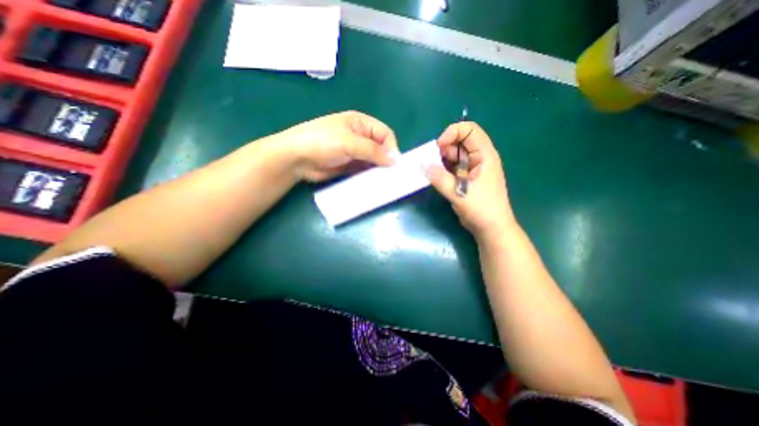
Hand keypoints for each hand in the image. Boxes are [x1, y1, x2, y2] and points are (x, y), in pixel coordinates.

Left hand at [277, 109, 399, 181]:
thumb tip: (395, 160)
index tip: (394, 164)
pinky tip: (373, 184)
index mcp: (361, 124)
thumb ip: (373, 150)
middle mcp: (360, 137)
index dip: (391, 148)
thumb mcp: (349, 142)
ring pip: (373, 161)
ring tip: (384, 182)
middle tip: (391, 176)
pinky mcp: (349, 166)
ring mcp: (354, 153)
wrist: (296, 158)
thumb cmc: (322, 142)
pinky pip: (364, 171)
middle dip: (386, 161)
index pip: (385, 134)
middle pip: (381, 148)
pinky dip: (369, 176)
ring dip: (378, 170)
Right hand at [426, 123, 515, 242]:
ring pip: (455, 155)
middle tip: (434, 162)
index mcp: (485, 155)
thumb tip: (422, 165)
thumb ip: (440, 178)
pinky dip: (444, 169)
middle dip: (445, 148)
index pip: (470, 130)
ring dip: (442, 159)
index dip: (453, 133)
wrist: (491, 229)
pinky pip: (453, 167)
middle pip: (460, 141)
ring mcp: (473, 168)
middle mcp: (479, 158)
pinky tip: (437, 176)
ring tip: (435, 171)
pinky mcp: (466, 178)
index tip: (439, 147)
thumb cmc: (482, 209)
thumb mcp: (459, 193)